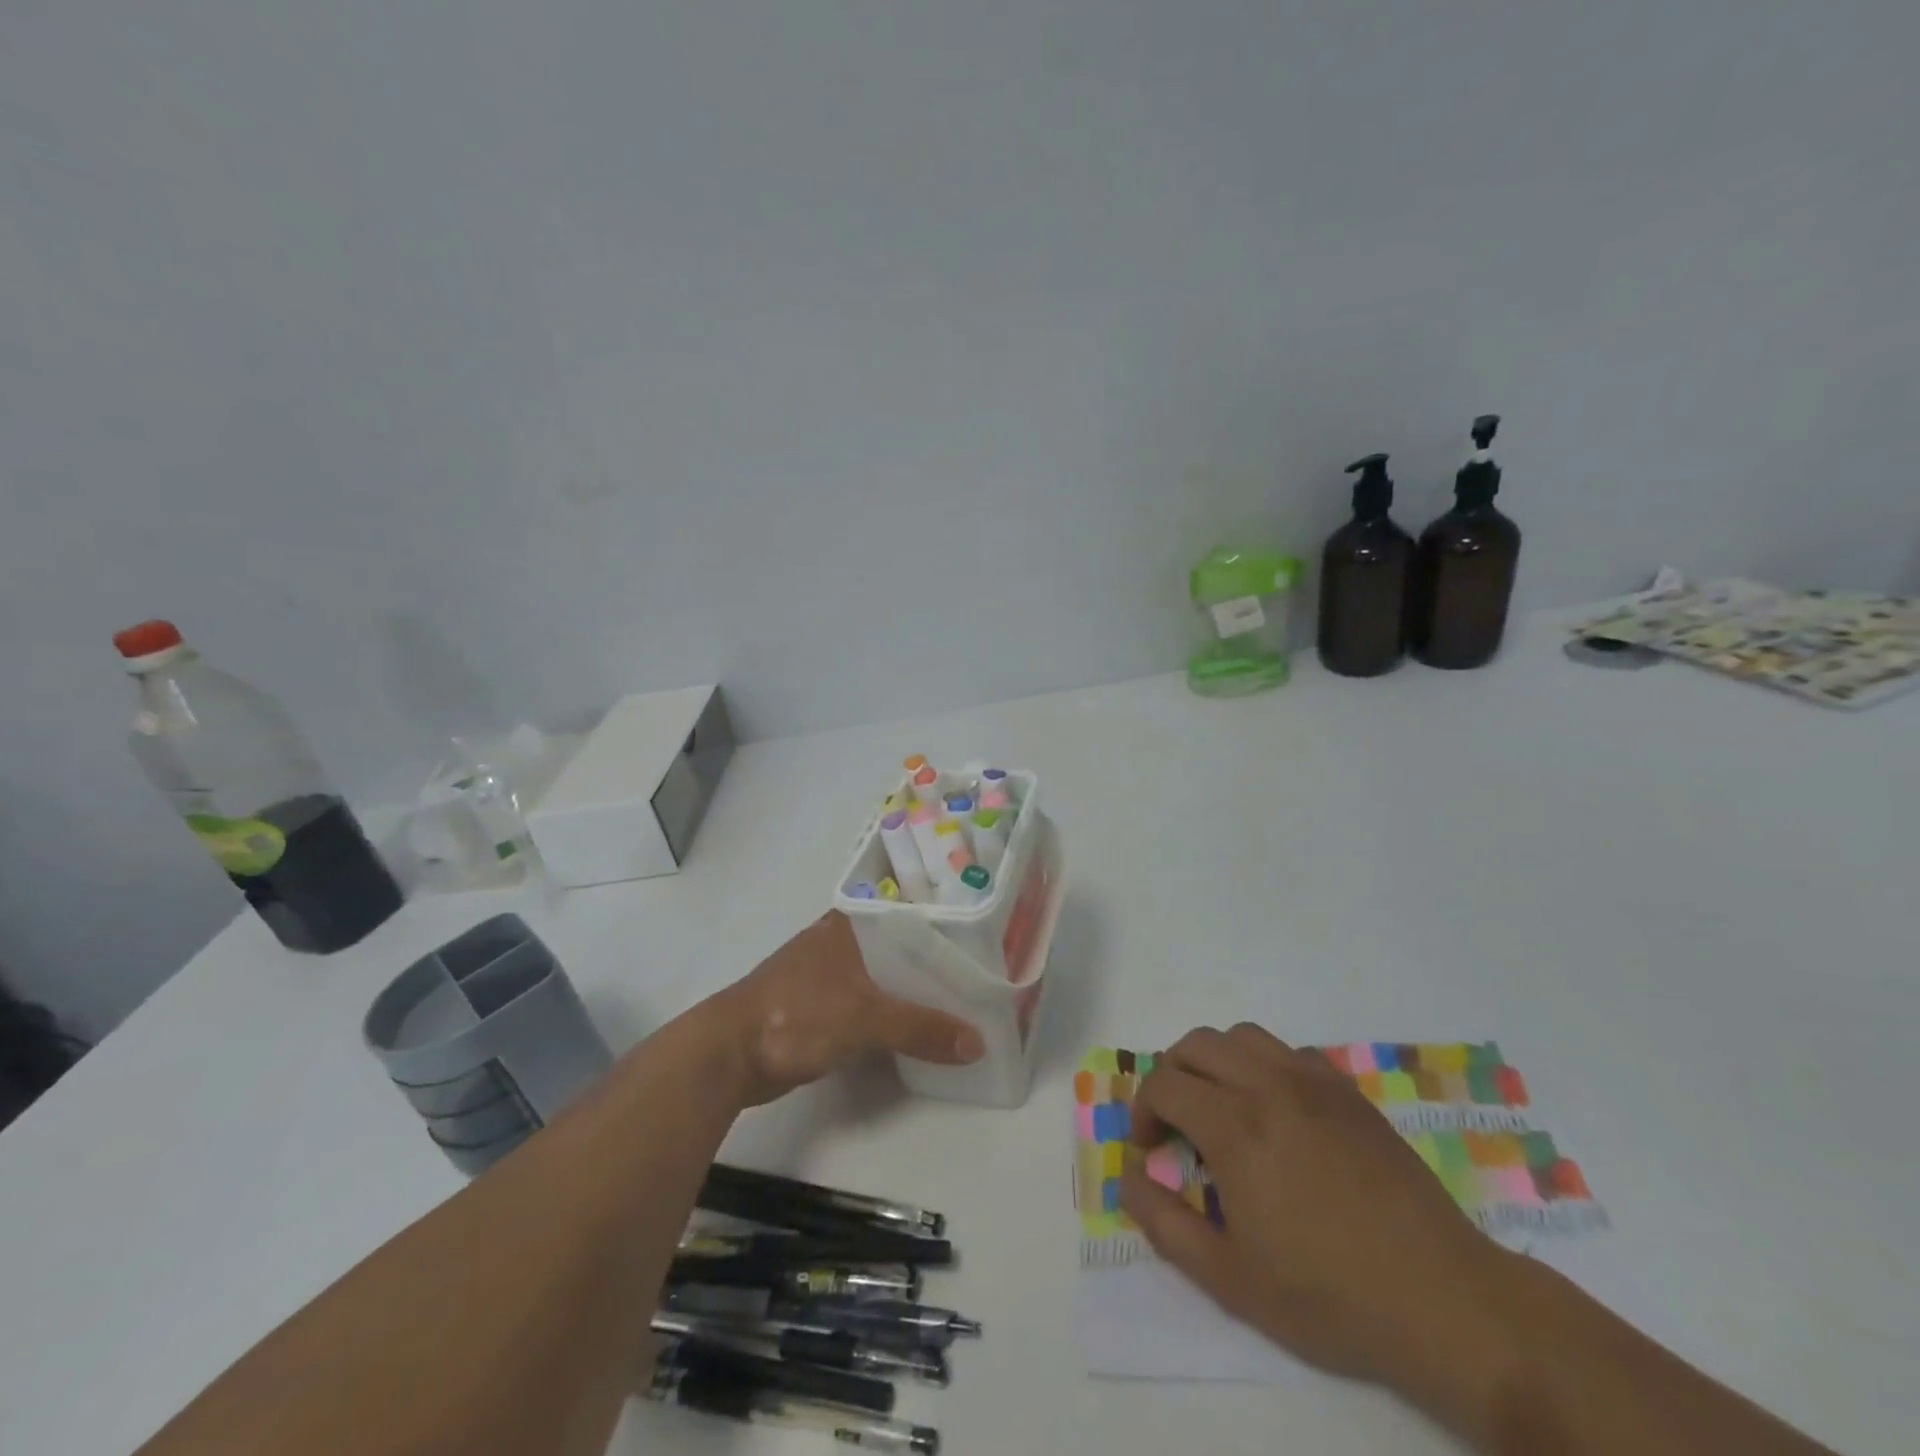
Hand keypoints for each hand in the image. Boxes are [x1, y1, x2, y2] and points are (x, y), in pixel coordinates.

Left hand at [713, 911, 984, 1105]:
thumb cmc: (797, 1015)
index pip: (910, 916)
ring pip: (884, 978)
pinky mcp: (819, 1005)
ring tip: (960, 1005)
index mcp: (850, 924)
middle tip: (981, 981)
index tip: (985, 942)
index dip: (947, 929)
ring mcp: (827, 973)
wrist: (729, 1055)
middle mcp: (840, 940)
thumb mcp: (865, 1019)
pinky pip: (869, 1003)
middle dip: (935, 967)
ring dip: (913, 993)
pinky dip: (891, 1014)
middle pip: (900, 949)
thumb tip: (977, 1043)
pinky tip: (917, 1028)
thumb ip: (920, 1028)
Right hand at [1120, 1024, 1520, 1401]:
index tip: (1148, 1148)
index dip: (1143, 1110)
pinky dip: (1262, 1065)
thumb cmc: (1329, 1296)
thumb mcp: (1230, 1279)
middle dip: (1170, 1075)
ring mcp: (1313, 1082)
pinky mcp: (1348, 1092)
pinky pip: (1288, 1051)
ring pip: (1241, 1036)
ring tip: (1219, 1105)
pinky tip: (1274, 1110)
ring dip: (1214, 1060)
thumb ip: (1165, 1223)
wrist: (1443, 1301)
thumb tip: (1127, 1178)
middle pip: (1195, 1045)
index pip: (1164, 1084)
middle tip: (1174, 1121)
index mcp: (1235, 1126)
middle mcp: (1268, 1086)